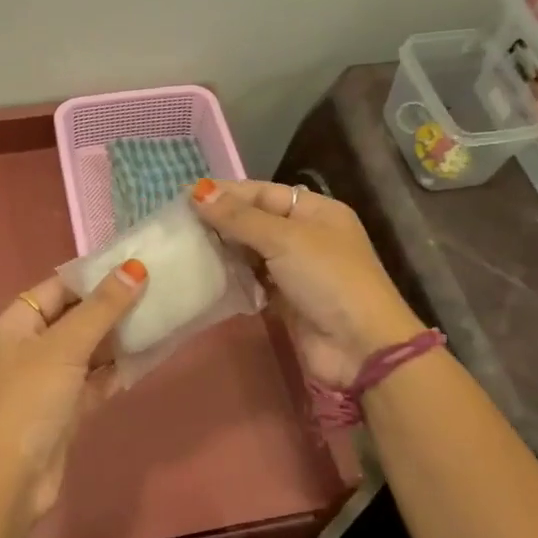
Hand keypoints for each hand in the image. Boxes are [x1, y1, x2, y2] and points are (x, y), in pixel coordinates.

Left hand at [0, 261, 147, 521]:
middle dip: (112, 306)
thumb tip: (135, 267)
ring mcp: (48, 379)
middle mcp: (29, 346)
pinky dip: (117, 369)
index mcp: (17, 323)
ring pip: (88, 349)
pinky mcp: (65, 409)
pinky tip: (147, 356)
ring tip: (161, 316)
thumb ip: (102, 308)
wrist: (11, 480)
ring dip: (119, 337)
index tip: (136, 265)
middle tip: (157, 289)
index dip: (94, 275)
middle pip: (75, 316)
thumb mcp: (66, 346)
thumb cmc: (30, 400)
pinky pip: (95, 379)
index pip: (59, 287)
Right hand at [191, 178, 420, 386]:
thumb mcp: (284, 239)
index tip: (185, 196)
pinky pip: (252, 280)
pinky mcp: (285, 300)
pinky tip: (204, 275)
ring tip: (183, 246)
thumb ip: (239, 217)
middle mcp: (306, 236)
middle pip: (255, 221)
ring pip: (251, 252)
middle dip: (220, 221)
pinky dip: (232, 277)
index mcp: (316, 211)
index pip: (263, 192)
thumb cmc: (327, 279)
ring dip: (223, 250)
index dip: (226, 193)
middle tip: (177, 223)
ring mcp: (296, 270)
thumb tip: (198, 190)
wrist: (360, 347)